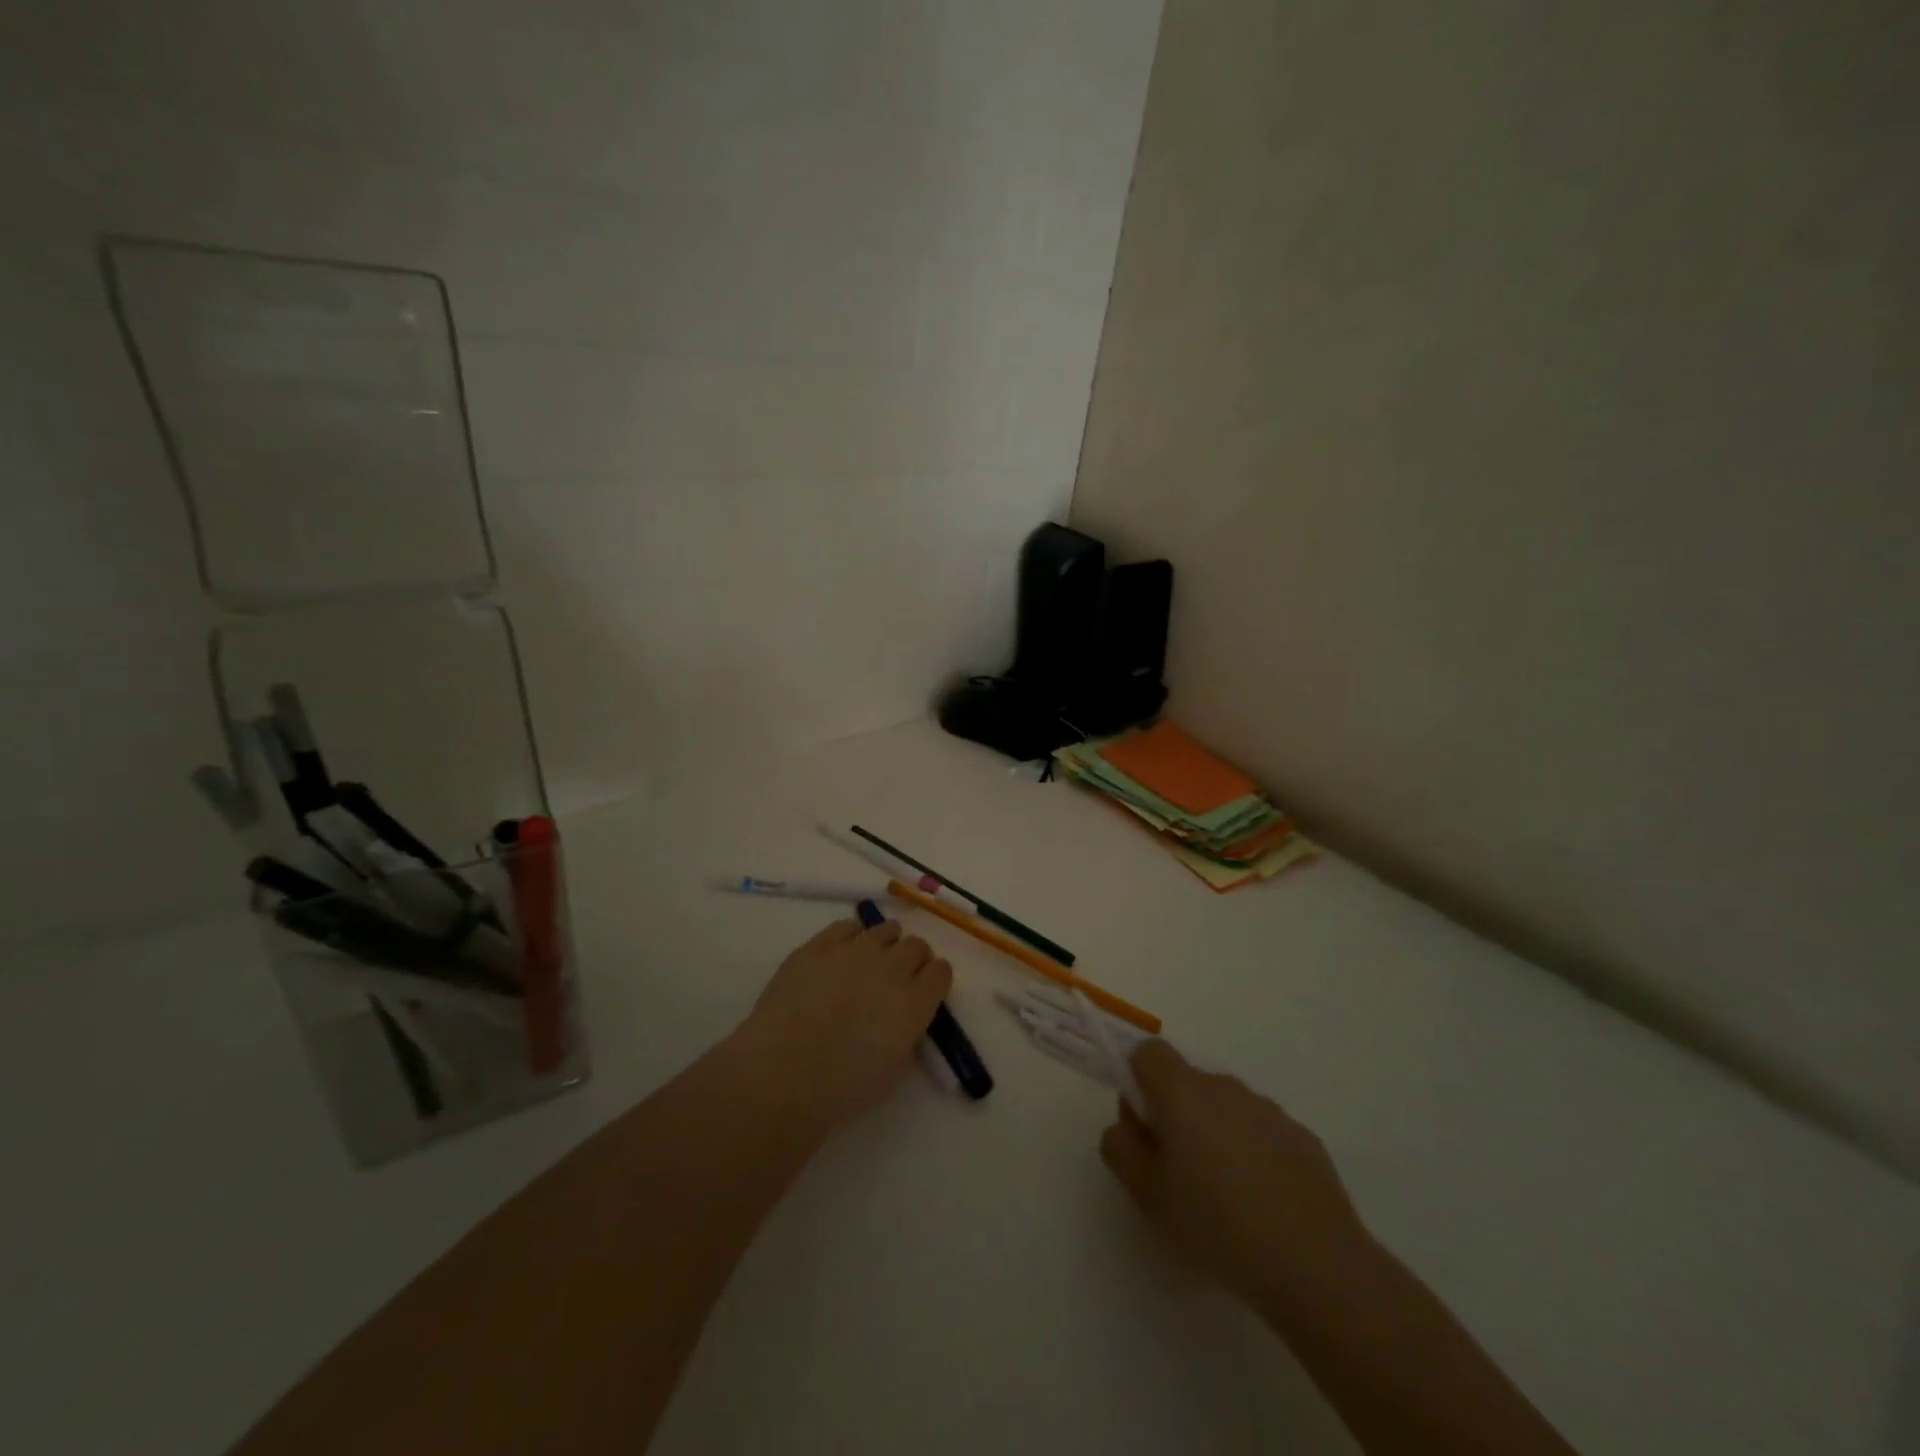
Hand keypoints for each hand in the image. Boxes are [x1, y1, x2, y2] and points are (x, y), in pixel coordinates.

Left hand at [733, 915, 952, 1137]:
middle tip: (897, 979)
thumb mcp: (893, 1069)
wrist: (782, 1074)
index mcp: (915, 1001)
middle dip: (913, 960)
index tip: (924, 992)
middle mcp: (892, 967)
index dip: (933, 981)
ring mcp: (854, 950)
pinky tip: (841, 954)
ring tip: (870, 962)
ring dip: (886, 944)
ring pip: (886, 929)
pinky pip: (846, 926)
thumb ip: (906, 1032)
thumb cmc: (841, 1088)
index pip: (941, 972)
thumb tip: (901, 1016)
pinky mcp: (819, 945)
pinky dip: (851, 936)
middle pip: (916, 946)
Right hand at [1099, 1041, 1372, 1312]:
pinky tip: (1262, 1204)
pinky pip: (1260, 1132)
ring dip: (1214, 1134)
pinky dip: (1251, 1153)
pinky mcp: (1302, 1137)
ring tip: (1222, 1196)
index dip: (1137, 1082)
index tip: (1143, 1129)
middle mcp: (1224, 1087)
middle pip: (1186, 1081)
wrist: (1316, 1265)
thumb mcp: (1147, 1195)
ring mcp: (1268, 1109)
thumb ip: (1120, 1149)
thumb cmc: (1217, 1225)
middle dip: (1174, 1114)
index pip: (1148, 1052)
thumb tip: (1124, 1126)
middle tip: (1176, 1172)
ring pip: (1224, 1107)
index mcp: (1182, 1092)